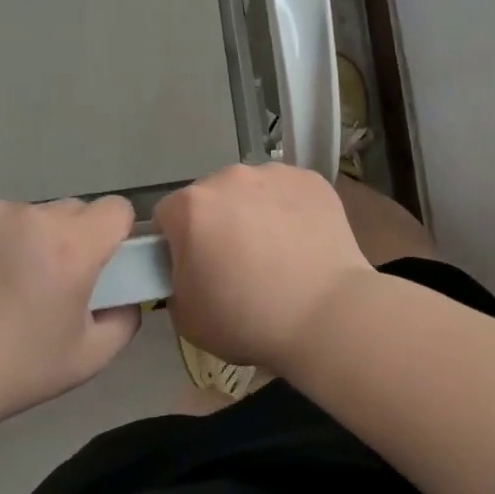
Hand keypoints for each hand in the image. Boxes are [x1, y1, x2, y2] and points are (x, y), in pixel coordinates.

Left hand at [0, 197, 139, 431]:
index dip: (113, 234)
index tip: (97, 261)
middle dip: (66, 238)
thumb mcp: (87, 359)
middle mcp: (33, 218)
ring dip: (22, 239)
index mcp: (73, 248)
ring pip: (24, 215)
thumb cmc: (13, 372)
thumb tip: (126, 297)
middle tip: (43, 280)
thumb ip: (124, 320)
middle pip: (70, 211)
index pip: (116, 209)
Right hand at [153, 164, 373, 370]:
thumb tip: (190, 268)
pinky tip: (303, 243)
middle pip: (211, 198)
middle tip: (238, 264)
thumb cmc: (248, 320)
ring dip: (254, 213)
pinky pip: (289, 192)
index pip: (167, 217)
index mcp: (192, 206)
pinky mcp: (312, 179)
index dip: (176, 245)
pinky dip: (290, 210)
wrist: (327, 315)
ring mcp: (275, 173)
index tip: (195, 269)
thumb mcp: (187, 316)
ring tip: (278, 254)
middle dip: (216, 223)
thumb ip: (175, 280)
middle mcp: (230, 177)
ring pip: (252, 191)